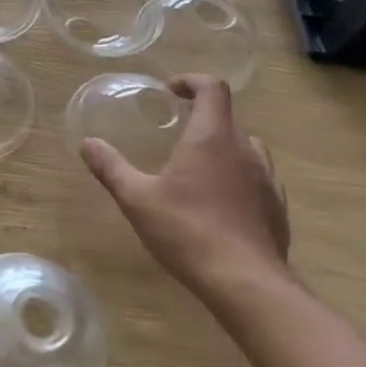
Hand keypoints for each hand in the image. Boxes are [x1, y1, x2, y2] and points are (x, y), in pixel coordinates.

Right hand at [81, 75, 290, 303]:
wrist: (246, 284)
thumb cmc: (187, 231)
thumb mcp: (137, 198)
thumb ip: (111, 167)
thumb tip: (87, 143)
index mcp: (212, 138)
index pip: (213, 89)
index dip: (192, 82)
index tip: (171, 92)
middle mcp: (245, 151)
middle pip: (228, 119)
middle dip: (202, 119)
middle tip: (176, 134)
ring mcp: (267, 181)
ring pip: (247, 149)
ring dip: (224, 148)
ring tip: (197, 169)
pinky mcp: (278, 209)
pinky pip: (258, 180)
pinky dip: (239, 179)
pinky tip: (220, 205)